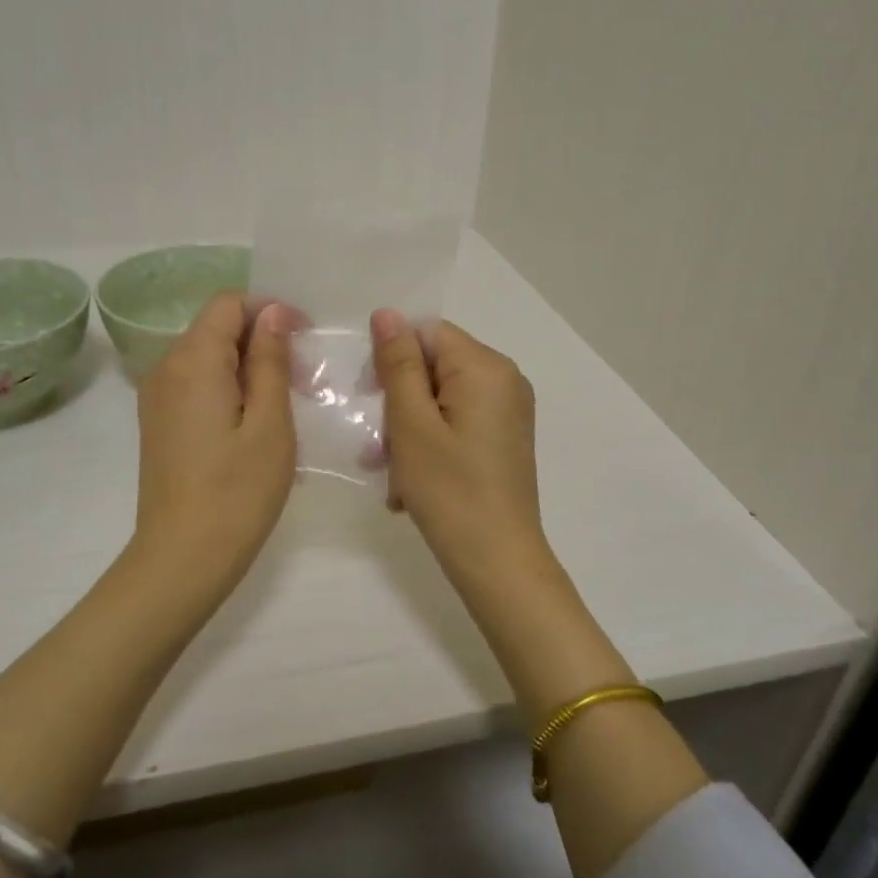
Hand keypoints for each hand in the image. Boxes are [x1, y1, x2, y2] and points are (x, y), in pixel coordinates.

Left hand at [134, 294, 297, 581]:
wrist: (182, 558)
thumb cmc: (237, 492)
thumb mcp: (270, 423)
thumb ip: (270, 360)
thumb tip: (273, 313)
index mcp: (192, 360)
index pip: (229, 303)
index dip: (269, 310)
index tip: (304, 339)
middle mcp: (166, 368)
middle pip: (217, 328)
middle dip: (262, 340)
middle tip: (303, 380)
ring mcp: (157, 397)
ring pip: (208, 357)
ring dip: (248, 367)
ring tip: (285, 404)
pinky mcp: (159, 422)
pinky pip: (197, 384)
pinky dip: (229, 388)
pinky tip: (255, 424)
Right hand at [369, 310, 549, 587]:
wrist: (499, 563)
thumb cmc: (449, 491)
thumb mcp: (411, 424)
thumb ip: (398, 364)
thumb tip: (387, 314)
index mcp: (486, 367)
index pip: (427, 333)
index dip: (392, 360)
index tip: (370, 400)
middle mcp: (505, 379)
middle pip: (434, 366)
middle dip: (399, 403)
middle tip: (377, 448)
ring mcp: (508, 410)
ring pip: (440, 399)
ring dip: (408, 431)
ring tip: (393, 476)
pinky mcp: (504, 437)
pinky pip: (456, 422)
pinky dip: (430, 445)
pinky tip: (413, 484)